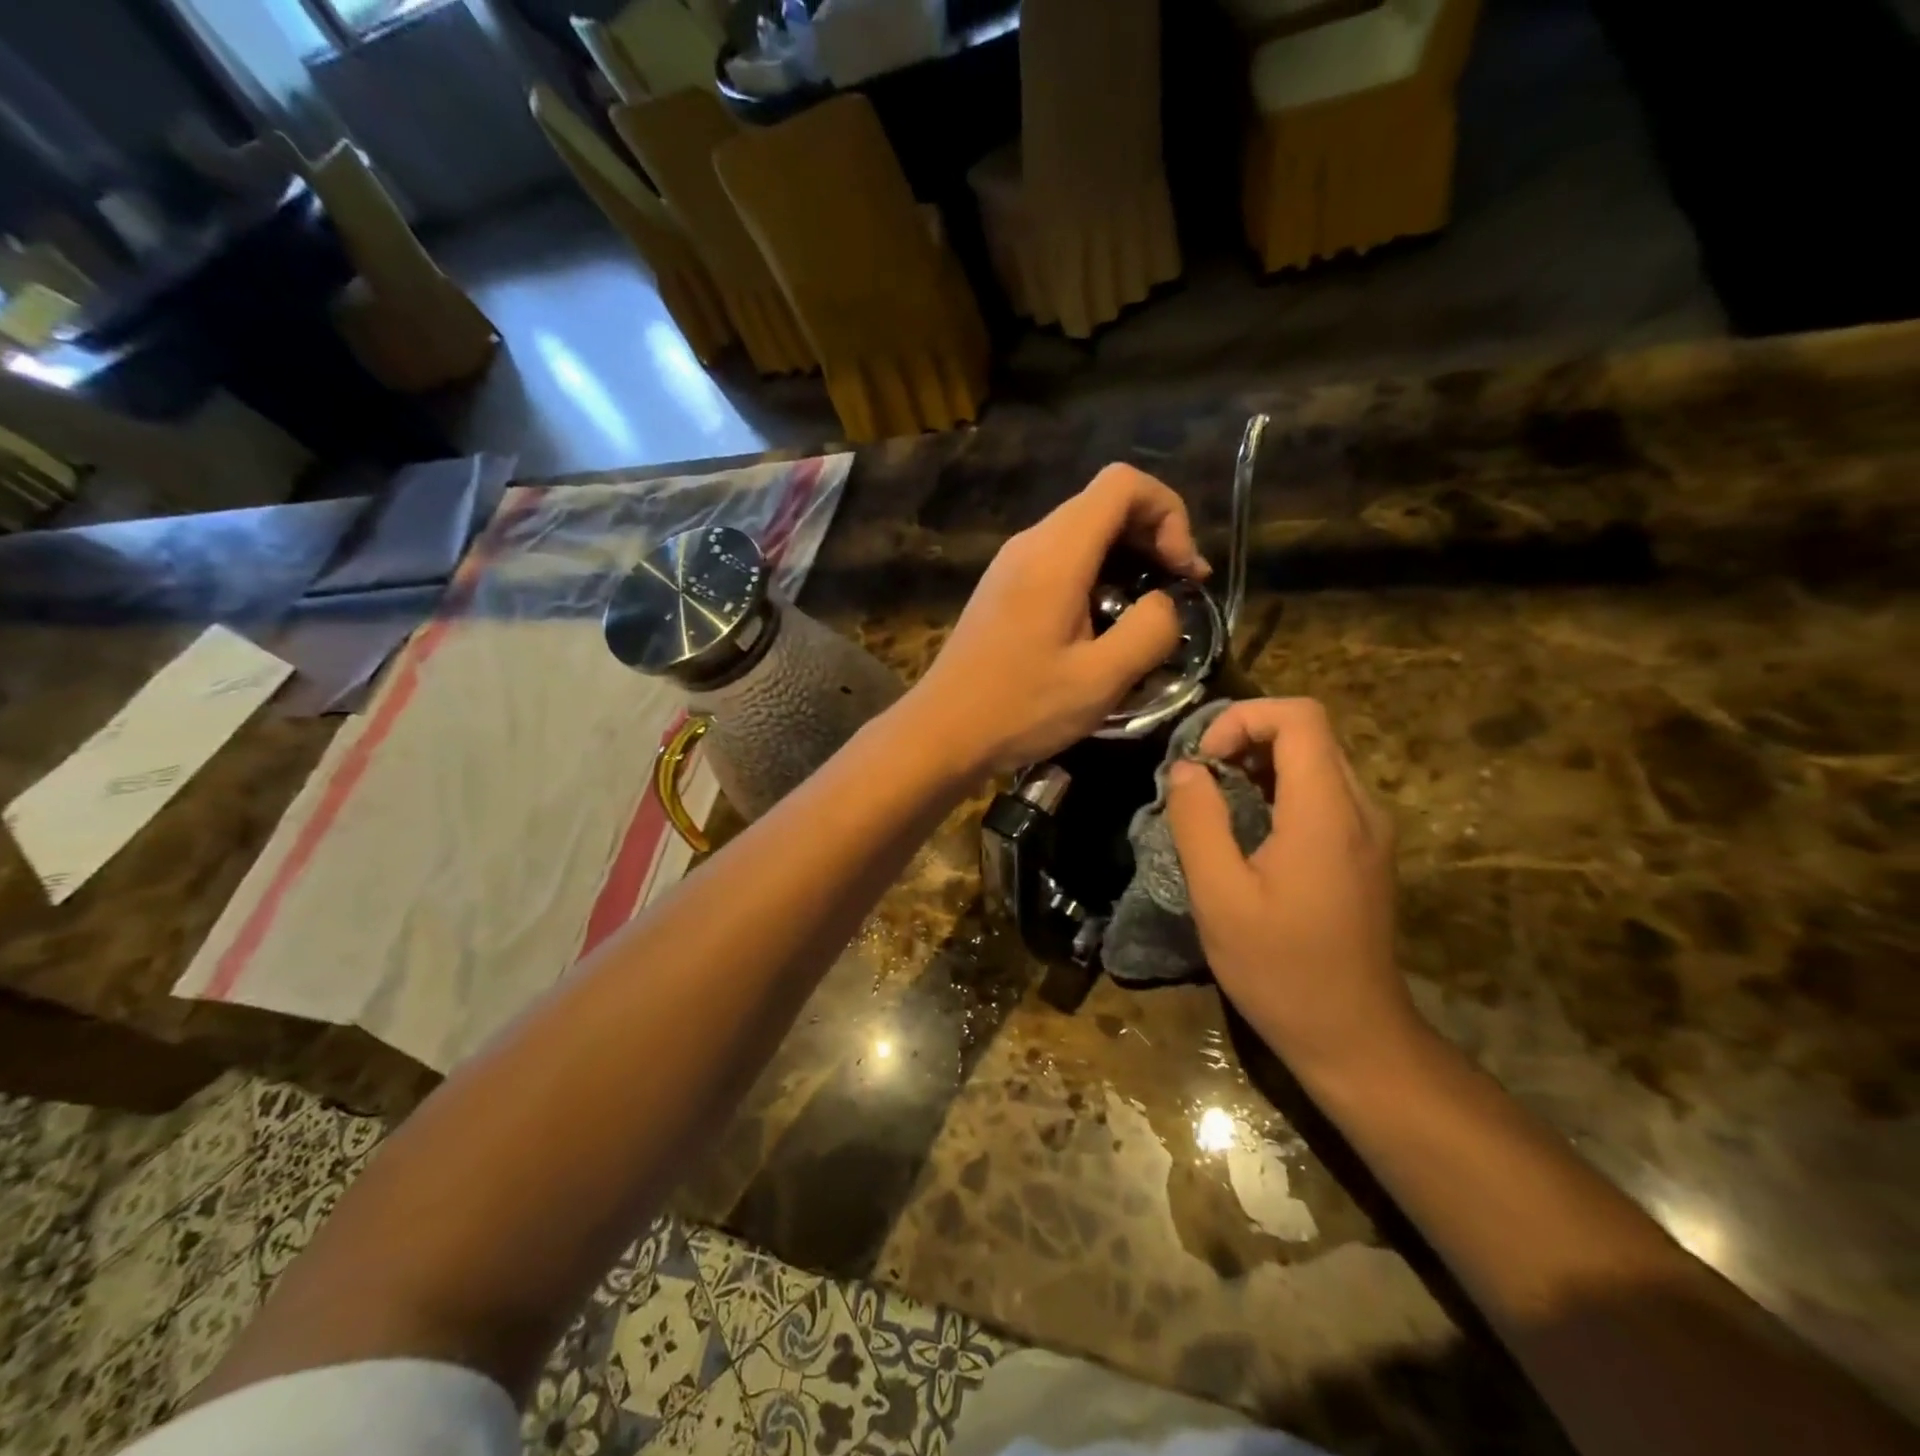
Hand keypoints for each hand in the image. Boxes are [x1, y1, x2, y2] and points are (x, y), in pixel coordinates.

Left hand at [912, 464, 1207, 775]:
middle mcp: (1030, 543)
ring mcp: (1011, 565)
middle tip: (1177, 591)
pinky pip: (1060, 560)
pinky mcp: (1003, 588)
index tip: (1182, 570)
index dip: (1168, 513)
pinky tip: (1102, 625)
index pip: (1123, 483)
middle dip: (1153, 536)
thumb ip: (1150, 630)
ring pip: (1083, 532)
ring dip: (1125, 560)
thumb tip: (1165, 602)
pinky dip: (1096, 576)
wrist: (942, 732)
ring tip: (1145, 613)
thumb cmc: (1020, 708)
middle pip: (1104, 503)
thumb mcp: (1101, 679)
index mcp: (1055, 553)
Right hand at [1165, 698, 1419, 1080]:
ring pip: (1316, 759)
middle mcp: (1359, 808)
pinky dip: (1280, 788)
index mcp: (1326, 812)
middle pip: (1309, 732)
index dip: (1243, 718)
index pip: (1299, 716)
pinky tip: (1249, 828)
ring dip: (1261, 763)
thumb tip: (1187, 768)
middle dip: (1247, 737)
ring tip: (1217, 801)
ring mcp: (1369, 830)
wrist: (1352, 1035)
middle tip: (1201, 778)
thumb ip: (1199, 822)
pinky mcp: (1365, 850)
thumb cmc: (1280, 969)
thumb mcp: (1220, 897)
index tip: (1203, 759)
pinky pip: (1323, 792)